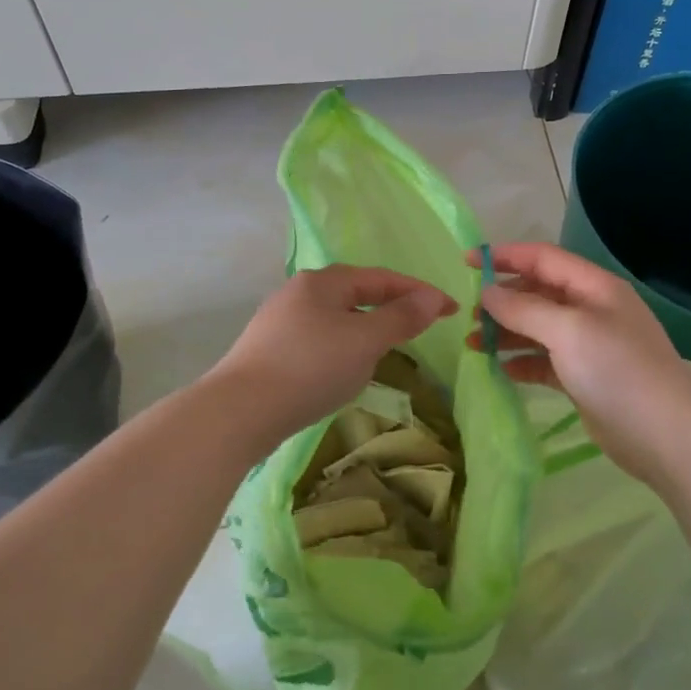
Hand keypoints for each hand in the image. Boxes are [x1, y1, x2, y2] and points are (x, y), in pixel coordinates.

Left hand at [207, 266, 456, 446]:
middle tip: (421, 326)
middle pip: (357, 293)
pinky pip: (319, 338)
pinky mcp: (269, 348)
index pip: (382, 279)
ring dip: (367, 328)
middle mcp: (300, 291)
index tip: (451, 309)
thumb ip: (401, 318)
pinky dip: (343, 346)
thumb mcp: (365, 341)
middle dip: (392, 307)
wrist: (239, 410)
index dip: (420, 292)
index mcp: (324, 281)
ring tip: (388, 348)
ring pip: (337, 317)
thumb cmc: (310, 367)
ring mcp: (280, 320)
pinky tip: (344, 367)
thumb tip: (432, 299)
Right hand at [467, 243, 690, 485]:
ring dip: (506, 332)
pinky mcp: (584, 378)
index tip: (466, 262)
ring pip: (538, 328)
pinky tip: (499, 369)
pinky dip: (521, 361)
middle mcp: (591, 310)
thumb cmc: (618, 371)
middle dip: (502, 300)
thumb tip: (487, 292)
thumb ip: (524, 309)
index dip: (504, 256)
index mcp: (593, 287)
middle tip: (467, 315)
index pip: (542, 258)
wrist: (667, 435)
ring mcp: (589, 345)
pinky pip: (544, 360)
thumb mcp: (568, 331)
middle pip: (538, 293)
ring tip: (472, 344)